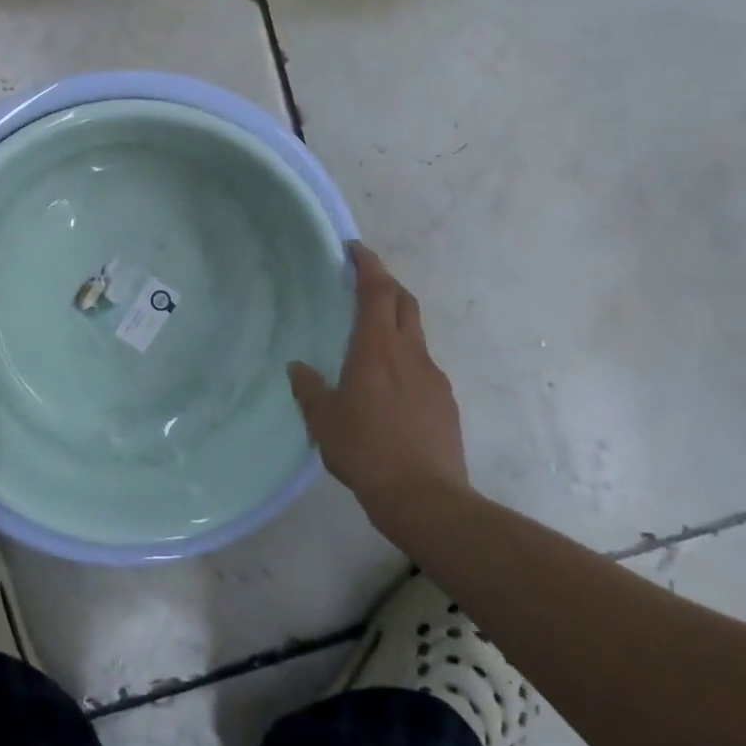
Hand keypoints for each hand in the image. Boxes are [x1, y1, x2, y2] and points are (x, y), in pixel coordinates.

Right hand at [289, 243, 468, 522]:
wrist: (425, 497)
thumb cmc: (366, 449)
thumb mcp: (323, 420)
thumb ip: (309, 388)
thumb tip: (299, 368)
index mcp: (378, 348)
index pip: (377, 290)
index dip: (368, 264)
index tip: (354, 249)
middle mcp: (410, 353)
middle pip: (404, 302)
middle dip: (386, 284)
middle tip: (363, 283)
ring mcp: (433, 377)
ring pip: (416, 334)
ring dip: (396, 323)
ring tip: (372, 340)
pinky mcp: (445, 402)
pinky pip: (423, 366)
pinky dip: (405, 359)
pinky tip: (390, 387)